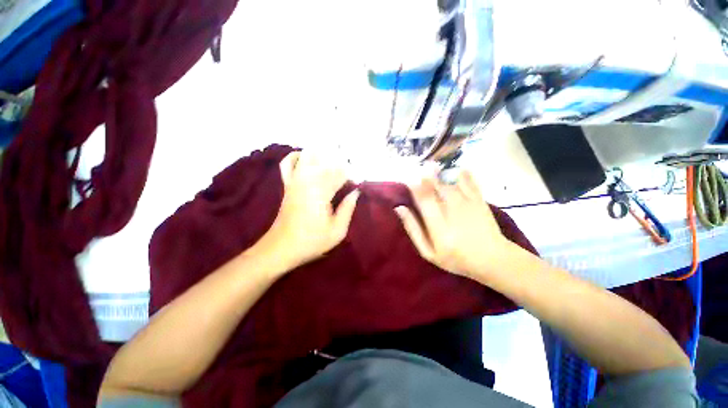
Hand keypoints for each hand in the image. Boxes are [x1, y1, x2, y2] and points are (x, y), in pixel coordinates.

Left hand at [256, 151, 359, 271]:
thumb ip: (348, 209)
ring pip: (307, 157)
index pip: (340, 175)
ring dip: (321, 153)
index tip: (359, 179)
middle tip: (350, 163)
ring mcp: (295, 181)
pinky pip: (288, 164)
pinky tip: (305, 157)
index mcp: (321, 194)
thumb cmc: (312, 241)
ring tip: (333, 156)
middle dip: (339, 159)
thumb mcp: (337, 231)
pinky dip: (295, 156)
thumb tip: (356, 192)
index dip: (352, 174)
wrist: (281, 248)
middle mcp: (307, 182)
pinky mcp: (287, 185)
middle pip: (325, 160)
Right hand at [394, 171, 512, 278]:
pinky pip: (468, 180)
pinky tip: (454, 168)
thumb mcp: (429, 252)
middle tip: (417, 168)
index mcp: (438, 227)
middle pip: (436, 187)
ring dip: (439, 172)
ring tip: (431, 166)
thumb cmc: (456, 258)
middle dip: (425, 175)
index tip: (406, 177)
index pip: (423, 200)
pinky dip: (460, 172)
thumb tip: (400, 208)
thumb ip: (414, 229)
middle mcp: (452, 212)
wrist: (492, 259)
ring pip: (450, 181)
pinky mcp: (479, 200)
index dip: (414, 186)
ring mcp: (468, 204)